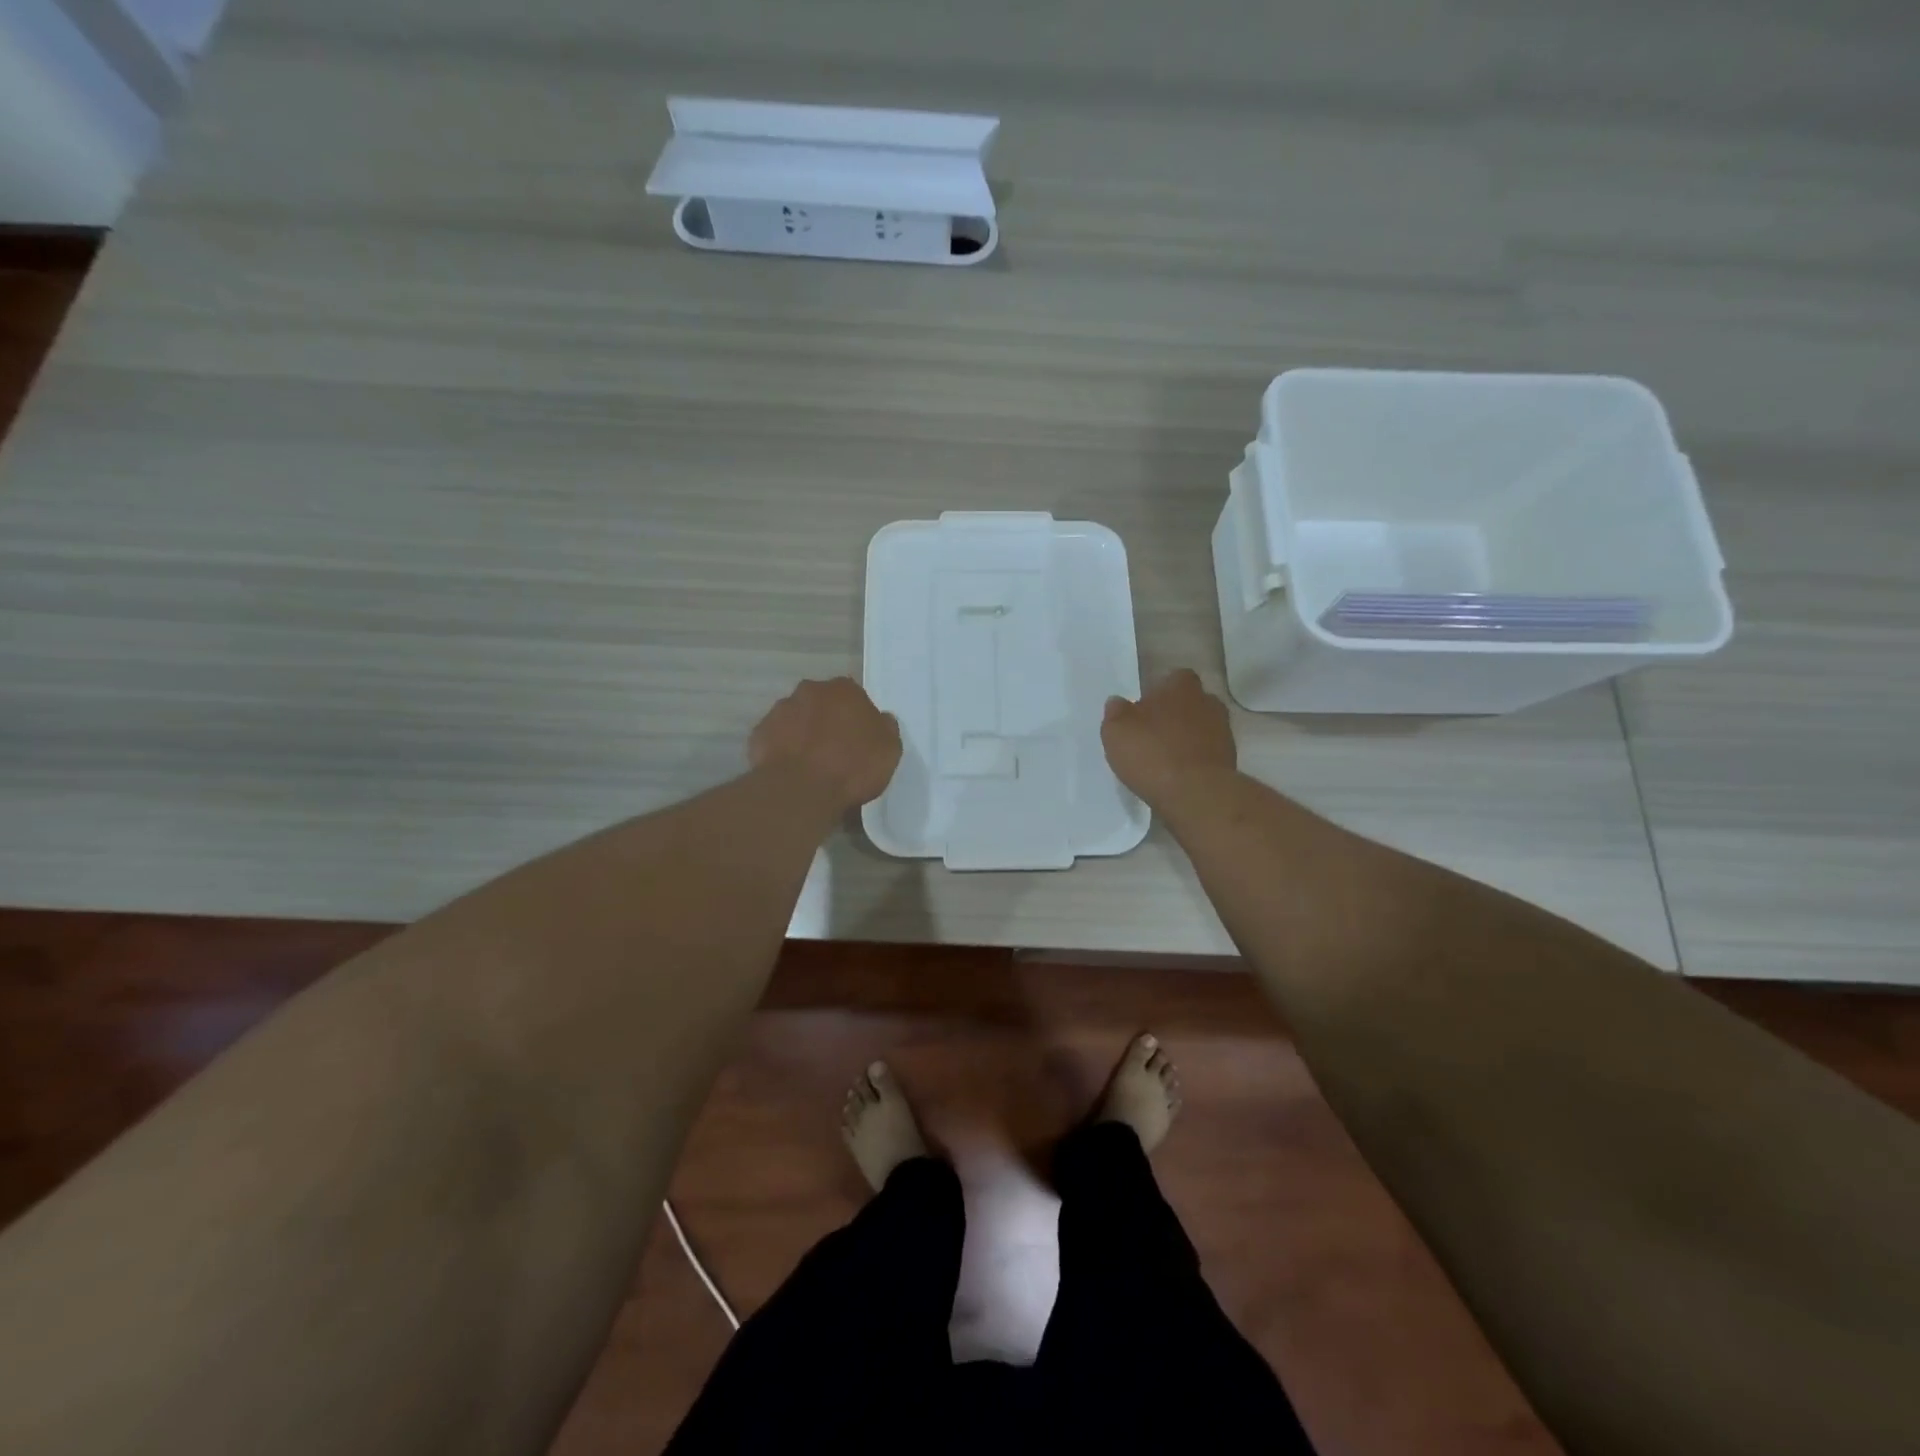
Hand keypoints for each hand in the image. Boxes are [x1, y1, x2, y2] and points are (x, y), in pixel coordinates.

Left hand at [749, 677, 901, 811]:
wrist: (801, 790)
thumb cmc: (852, 766)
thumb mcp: (889, 750)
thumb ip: (885, 728)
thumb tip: (881, 719)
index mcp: (844, 689)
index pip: (853, 696)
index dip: (857, 717)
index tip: (860, 739)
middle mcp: (810, 691)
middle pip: (821, 703)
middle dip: (827, 720)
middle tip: (835, 750)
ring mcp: (780, 710)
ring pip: (796, 718)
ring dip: (803, 733)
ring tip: (811, 765)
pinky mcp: (759, 734)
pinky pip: (776, 739)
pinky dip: (783, 750)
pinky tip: (791, 771)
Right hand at [1101, 668, 1236, 809]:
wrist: (1196, 794)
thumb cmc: (1152, 753)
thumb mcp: (1117, 731)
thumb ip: (1116, 713)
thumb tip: (1117, 703)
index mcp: (1181, 687)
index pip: (1175, 678)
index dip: (1161, 691)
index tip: (1146, 708)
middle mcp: (1208, 703)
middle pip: (1191, 703)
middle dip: (1175, 715)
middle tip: (1153, 733)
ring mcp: (1223, 733)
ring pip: (1201, 728)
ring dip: (1186, 739)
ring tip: (1164, 758)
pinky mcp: (1230, 761)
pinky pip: (1207, 754)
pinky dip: (1194, 760)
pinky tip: (1177, 776)